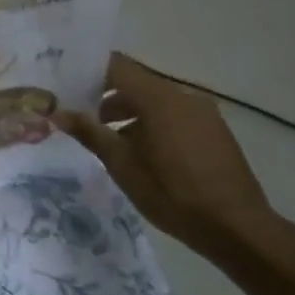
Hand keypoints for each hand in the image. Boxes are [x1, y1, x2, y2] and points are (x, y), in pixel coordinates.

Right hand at [55, 53, 280, 258]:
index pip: (117, 66)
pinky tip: (143, 154)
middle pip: (136, 83)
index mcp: (159, 98)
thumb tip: (57, 113)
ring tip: (110, 141)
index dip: (90, 71)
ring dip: (130, 113)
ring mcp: (203, 113)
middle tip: (81, 118)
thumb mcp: (122, 165)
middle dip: (107, 97)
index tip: (67, 84)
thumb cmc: (172, 193)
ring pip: (156, 101)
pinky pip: (175, 116)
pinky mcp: (214, 131)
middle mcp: (183, 96)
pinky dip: (153, 124)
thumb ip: (90, 133)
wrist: (237, 227)